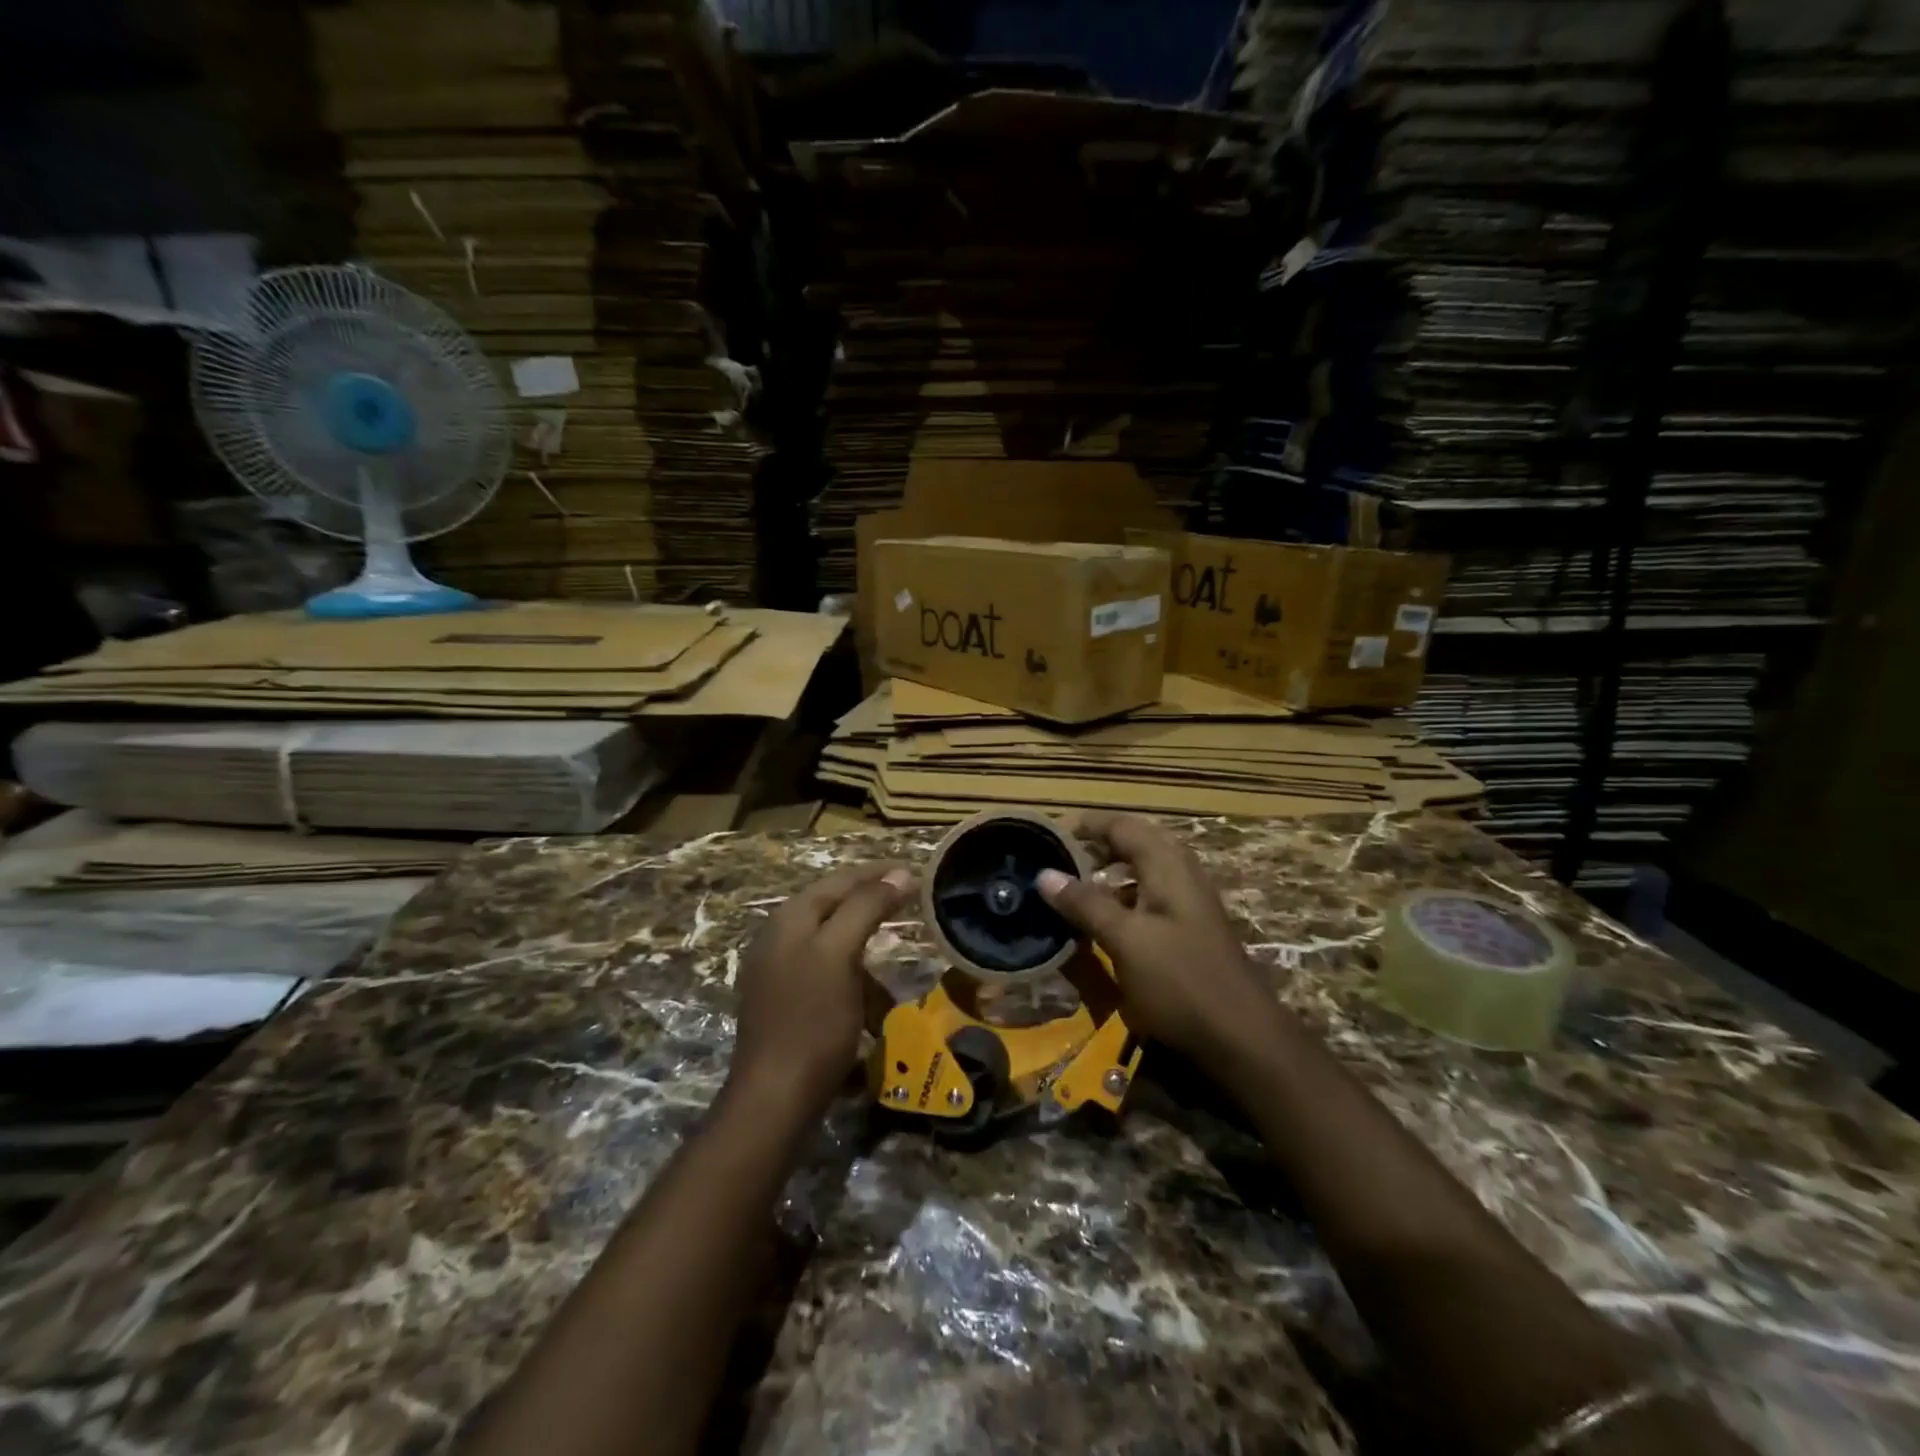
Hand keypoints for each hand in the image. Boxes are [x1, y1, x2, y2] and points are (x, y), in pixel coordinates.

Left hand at [729, 862, 914, 1113]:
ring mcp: (778, 970)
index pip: (839, 879)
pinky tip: (870, 988)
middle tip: (910, 899)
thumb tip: (899, 872)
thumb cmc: (812, 1021)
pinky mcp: (785, 1000)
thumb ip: (867, 907)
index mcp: (788, 919)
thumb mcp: (840, 955)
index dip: (877, 872)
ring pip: (830, 938)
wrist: (776, 1097)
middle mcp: (778, 937)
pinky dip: (853, 970)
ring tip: (895, 941)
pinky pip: (826, 969)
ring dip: (864, 937)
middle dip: (872, 901)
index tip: (915, 870)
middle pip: (833, 905)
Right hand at [1036, 812, 1272, 1061]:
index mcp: (1167, 866)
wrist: (1243, 1038)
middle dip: (1097, 847)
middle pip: (1135, 843)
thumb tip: (1044, 874)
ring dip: (1109, 874)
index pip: (1123, 826)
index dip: (1087, 825)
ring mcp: (1188, 903)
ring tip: (1074, 890)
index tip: (1050, 835)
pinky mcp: (1189, 930)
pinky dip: (1123, 899)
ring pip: (1143, 872)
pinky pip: (1149, 898)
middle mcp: (1181, 874)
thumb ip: (1086, 904)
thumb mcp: (1125, 940)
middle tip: (1060, 861)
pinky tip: (1104, 924)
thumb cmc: (1180, 981)